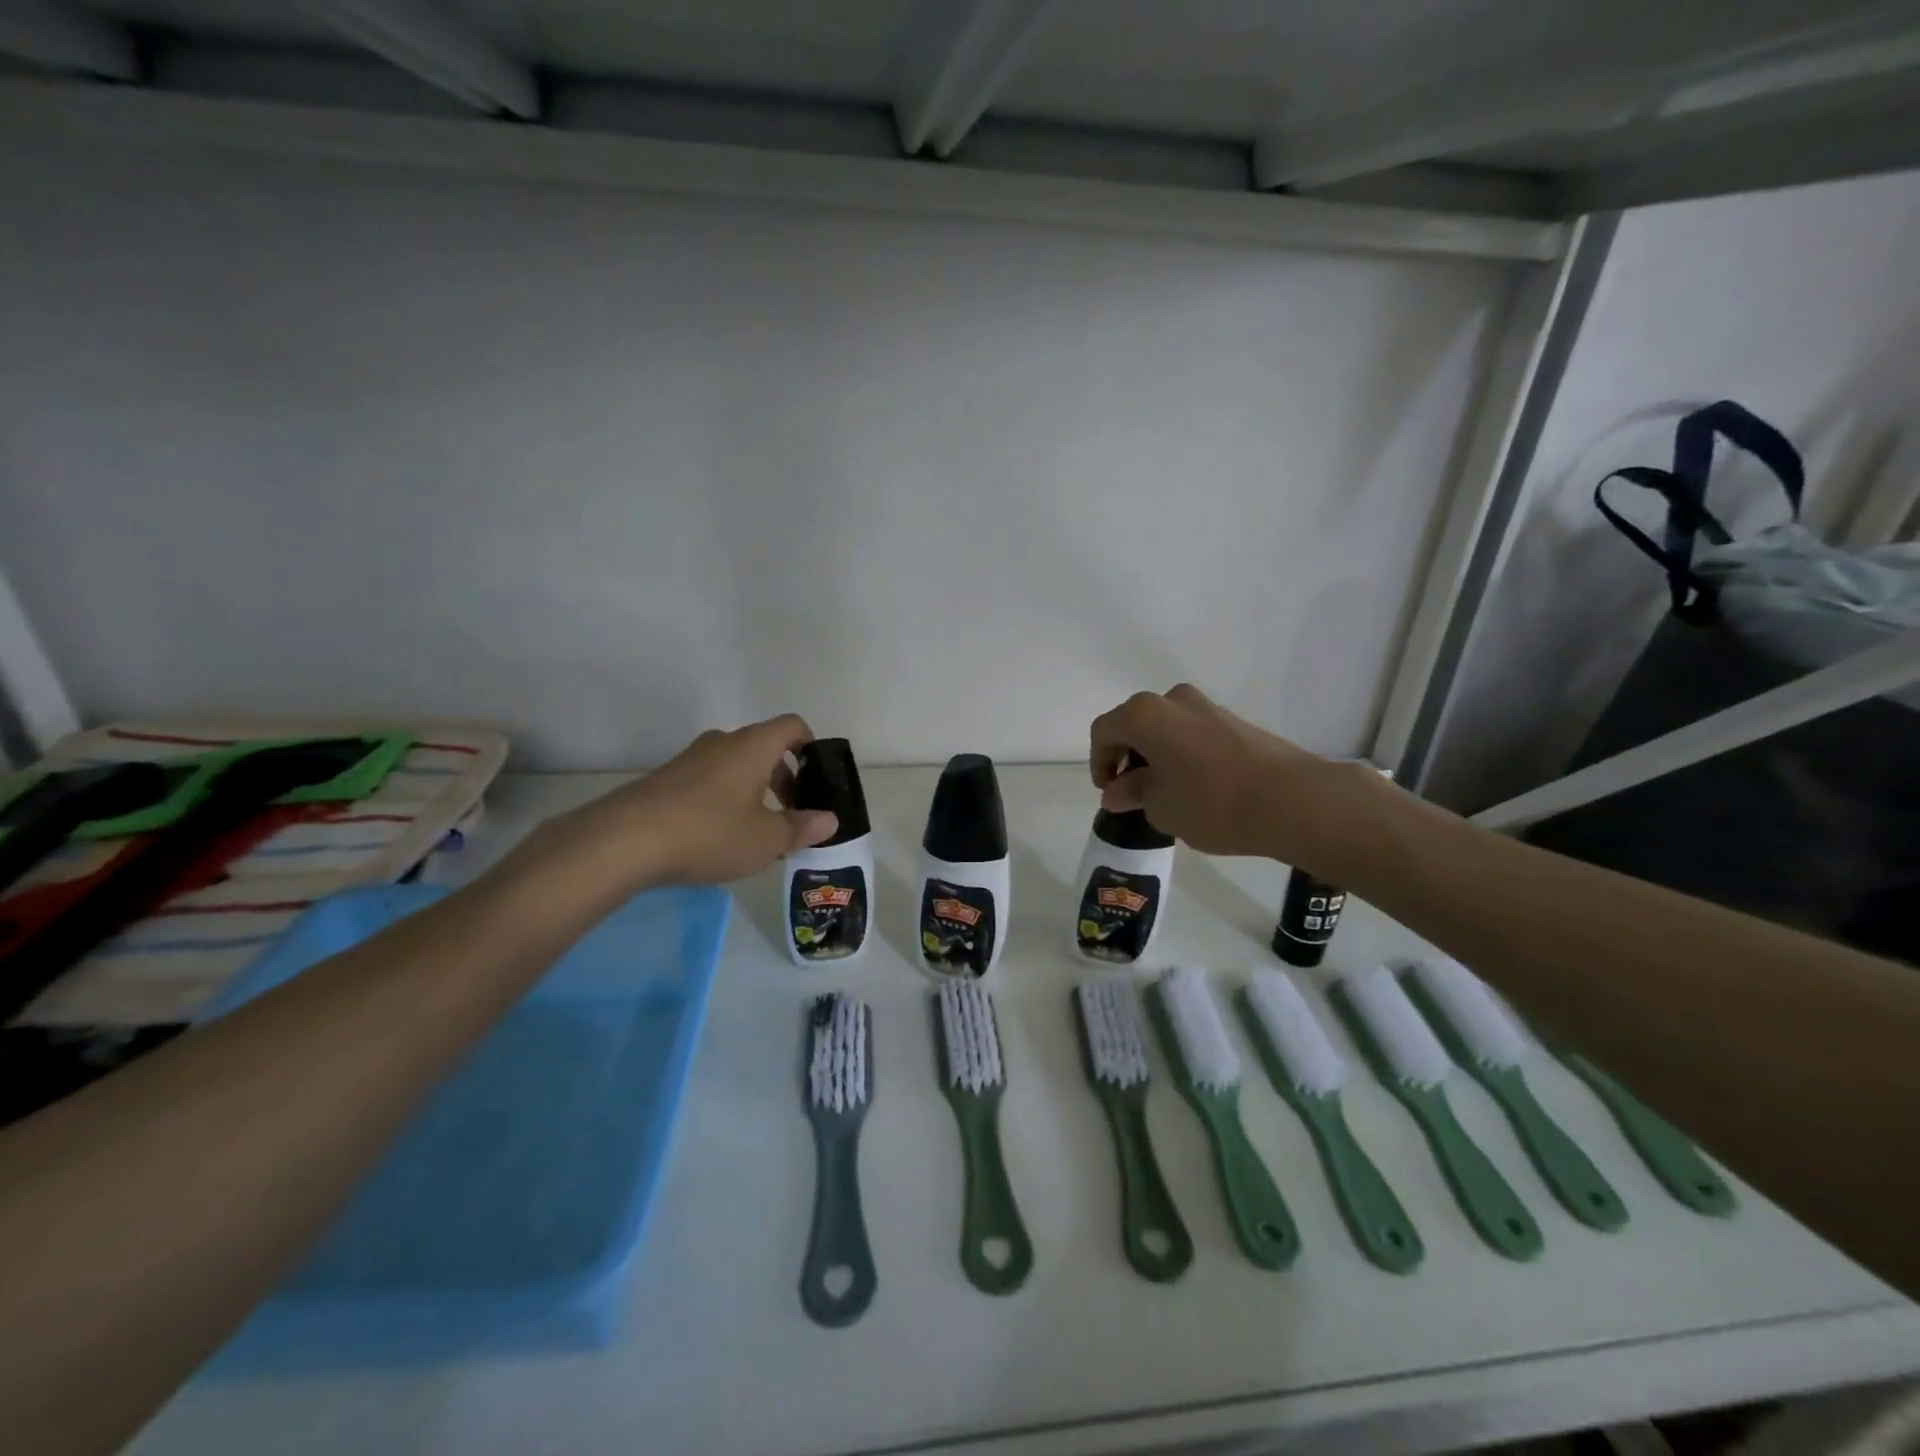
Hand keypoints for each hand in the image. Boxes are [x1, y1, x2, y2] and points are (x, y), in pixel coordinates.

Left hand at [527, 715, 839, 890]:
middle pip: (764, 749)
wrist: (623, 842)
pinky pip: (709, 782)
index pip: (792, 726)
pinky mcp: (665, 780)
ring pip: (735, 767)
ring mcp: (689, 760)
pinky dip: (724, 801)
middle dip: (784, 779)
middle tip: (791, 816)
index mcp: (752, 746)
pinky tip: (718, 839)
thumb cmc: (709, 832)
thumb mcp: (766, 839)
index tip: (816, 780)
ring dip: (754, 793)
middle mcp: (722, 743)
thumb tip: (829, 819)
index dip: (811, 747)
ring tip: (756, 834)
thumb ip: (801, 828)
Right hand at [1090, 684, 1380, 863]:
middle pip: (1135, 724)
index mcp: (1144, 715)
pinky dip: (1182, 754)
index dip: (1099, 762)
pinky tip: (1195, 786)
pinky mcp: (1234, 720)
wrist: (1294, 800)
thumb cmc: (1212, 804)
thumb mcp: (1160, 807)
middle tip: (1133, 793)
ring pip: (1165, 727)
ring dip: (1156, 755)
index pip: (1104, 731)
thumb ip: (1133, 793)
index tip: (1111, 793)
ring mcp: (1207, 706)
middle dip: (1127, 757)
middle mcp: (1173, 700)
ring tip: (1166, 793)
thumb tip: (1118, 790)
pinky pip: (1192, 733)